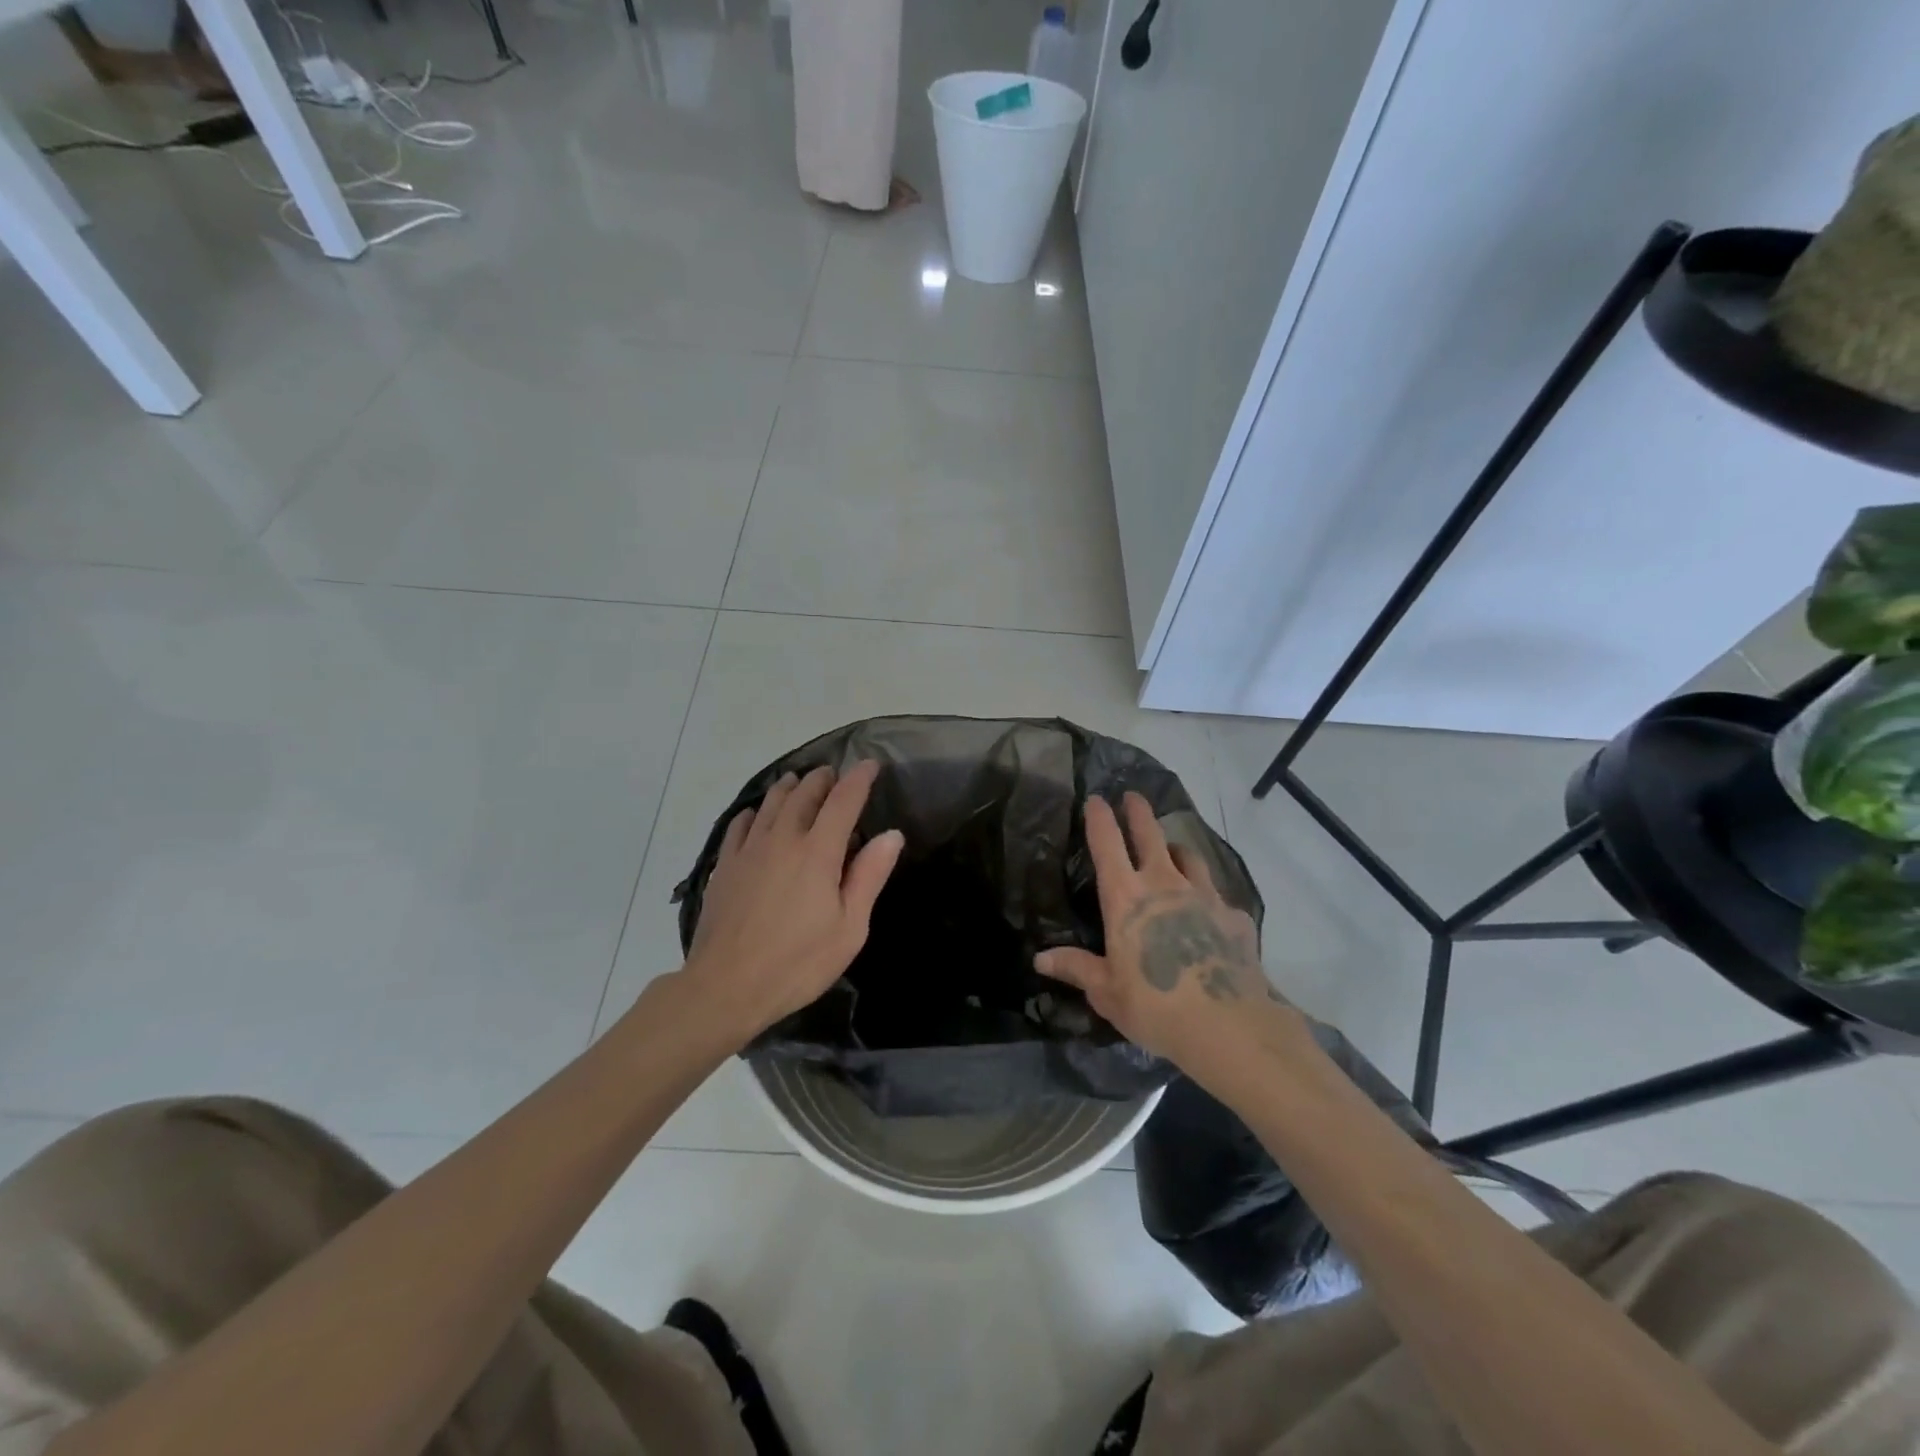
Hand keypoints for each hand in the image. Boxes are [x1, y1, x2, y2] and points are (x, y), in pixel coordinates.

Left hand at [683, 761, 904, 1042]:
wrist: (725, 987)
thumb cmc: (798, 962)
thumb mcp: (849, 928)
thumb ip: (869, 876)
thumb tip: (890, 835)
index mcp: (818, 852)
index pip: (843, 801)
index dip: (859, 779)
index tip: (870, 764)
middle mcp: (783, 839)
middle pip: (804, 794)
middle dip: (823, 779)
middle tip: (834, 774)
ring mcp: (749, 850)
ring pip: (771, 803)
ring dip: (789, 787)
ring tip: (798, 781)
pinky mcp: (725, 866)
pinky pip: (741, 825)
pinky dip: (755, 812)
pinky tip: (757, 815)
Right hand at [1036, 793, 1289, 1080]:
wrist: (1228, 1025)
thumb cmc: (1154, 1005)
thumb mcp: (1106, 991)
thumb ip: (1076, 968)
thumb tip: (1040, 958)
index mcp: (1126, 897)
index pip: (1107, 844)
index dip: (1100, 817)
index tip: (1096, 799)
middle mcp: (1164, 884)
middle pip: (1150, 834)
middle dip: (1139, 811)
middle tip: (1134, 796)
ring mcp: (1204, 896)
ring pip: (1189, 856)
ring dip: (1175, 849)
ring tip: (1171, 852)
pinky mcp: (1234, 916)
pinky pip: (1218, 896)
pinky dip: (1208, 897)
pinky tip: (1209, 916)